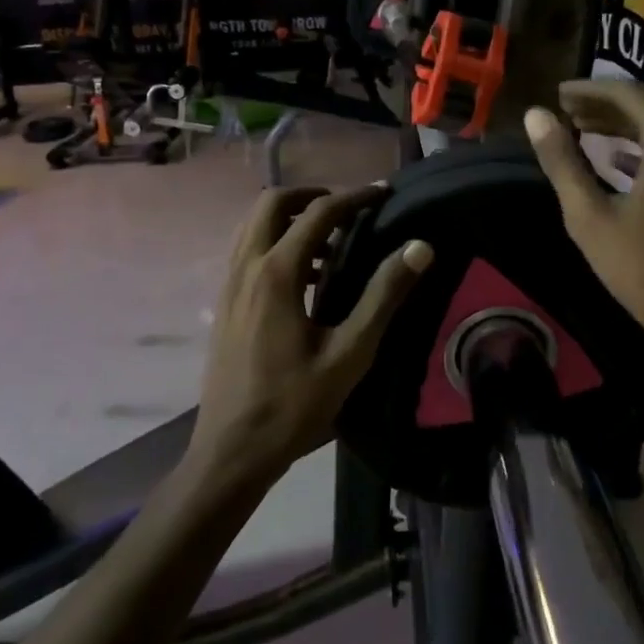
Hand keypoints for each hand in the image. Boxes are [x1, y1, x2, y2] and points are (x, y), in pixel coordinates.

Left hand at [191, 186, 432, 490]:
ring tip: (329, 240)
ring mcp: (229, 285)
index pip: (318, 213)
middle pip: (272, 203)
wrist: (232, 450)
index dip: (355, 197)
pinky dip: (274, 242)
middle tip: (348, 208)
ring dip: (289, 218)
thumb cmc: (294, 405)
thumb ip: (384, 296)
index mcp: (277, 273)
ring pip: (254, 225)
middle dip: (311, 195)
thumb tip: (419, 246)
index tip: (384, 193)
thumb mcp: (350, 353)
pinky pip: (247, 251)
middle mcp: (247, 267)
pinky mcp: (224, 303)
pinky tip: (304, 277)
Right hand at [524, 79, 643, 374]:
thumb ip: (562, 162)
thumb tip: (535, 116)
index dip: (588, 90)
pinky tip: (619, 160)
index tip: (557, 94)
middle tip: (566, 110)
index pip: (627, 93)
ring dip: (624, 126)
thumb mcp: (591, 216)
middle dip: (605, 106)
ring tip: (584, 129)